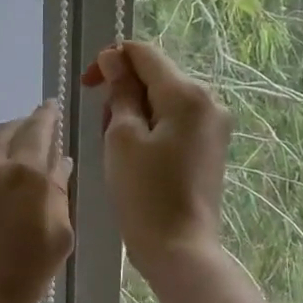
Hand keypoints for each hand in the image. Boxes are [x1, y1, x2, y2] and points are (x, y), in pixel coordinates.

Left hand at [0, 102, 74, 302]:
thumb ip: (59, 194)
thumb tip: (59, 162)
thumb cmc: (21, 278)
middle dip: (20, 126)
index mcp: (26, 173)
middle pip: (5, 130)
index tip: (50, 107)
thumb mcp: (58, 238)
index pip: (38, 129)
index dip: (46, 115)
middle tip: (28, 132)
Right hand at [81, 40, 231, 284]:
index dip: (111, 61)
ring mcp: (214, 126)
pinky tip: (137, 158)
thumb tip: (114, 58)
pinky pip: (176, 122)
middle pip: (156, 75)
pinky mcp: (211, 148)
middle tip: (102, 128)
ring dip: (135, 112)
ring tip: (117, 148)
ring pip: (165, 100)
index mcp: (187, 94)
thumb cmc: (144, 194)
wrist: (179, 249)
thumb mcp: (122, 138)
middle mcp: (209, 101)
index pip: (144, 53)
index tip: (87, 86)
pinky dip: (152, 129)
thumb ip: (119, 93)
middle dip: (123, 91)